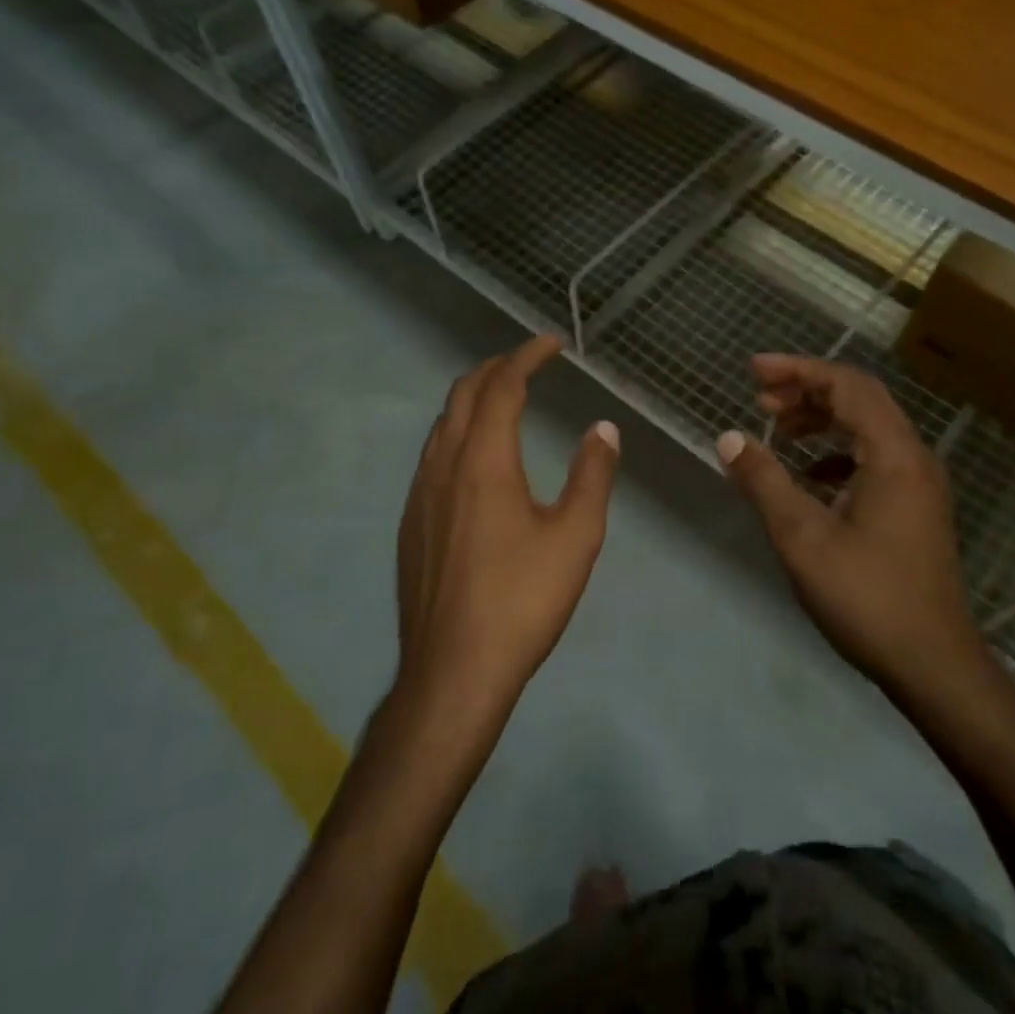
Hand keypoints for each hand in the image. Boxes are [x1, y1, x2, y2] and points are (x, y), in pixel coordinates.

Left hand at [395, 334, 619, 717]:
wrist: (453, 671)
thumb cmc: (521, 600)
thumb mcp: (575, 536)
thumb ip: (592, 474)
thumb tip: (603, 428)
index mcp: (483, 461)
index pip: (502, 387)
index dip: (526, 357)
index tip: (550, 343)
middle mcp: (443, 466)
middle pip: (462, 395)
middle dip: (494, 369)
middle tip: (527, 363)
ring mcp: (420, 495)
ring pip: (442, 426)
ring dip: (472, 400)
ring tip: (502, 401)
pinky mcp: (411, 524)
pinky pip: (432, 457)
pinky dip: (457, 434)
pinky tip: (475, 462)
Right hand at [717, 355, 980, 692]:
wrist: (933, 664)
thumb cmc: (866, 596)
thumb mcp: (801, 537)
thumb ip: (763, 481)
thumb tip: (728, 438)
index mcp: (894, 453)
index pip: (846, 385)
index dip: (797, 370)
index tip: (753, 371)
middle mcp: (914, 457)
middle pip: (860, 399)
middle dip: (807, 390)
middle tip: (760, 398)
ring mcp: (920, 484)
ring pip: (868, 428)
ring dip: (822, 420)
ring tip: (778, 430)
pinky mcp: (916, 508)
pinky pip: (875, 459)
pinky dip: (837, 453)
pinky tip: (808, 477)